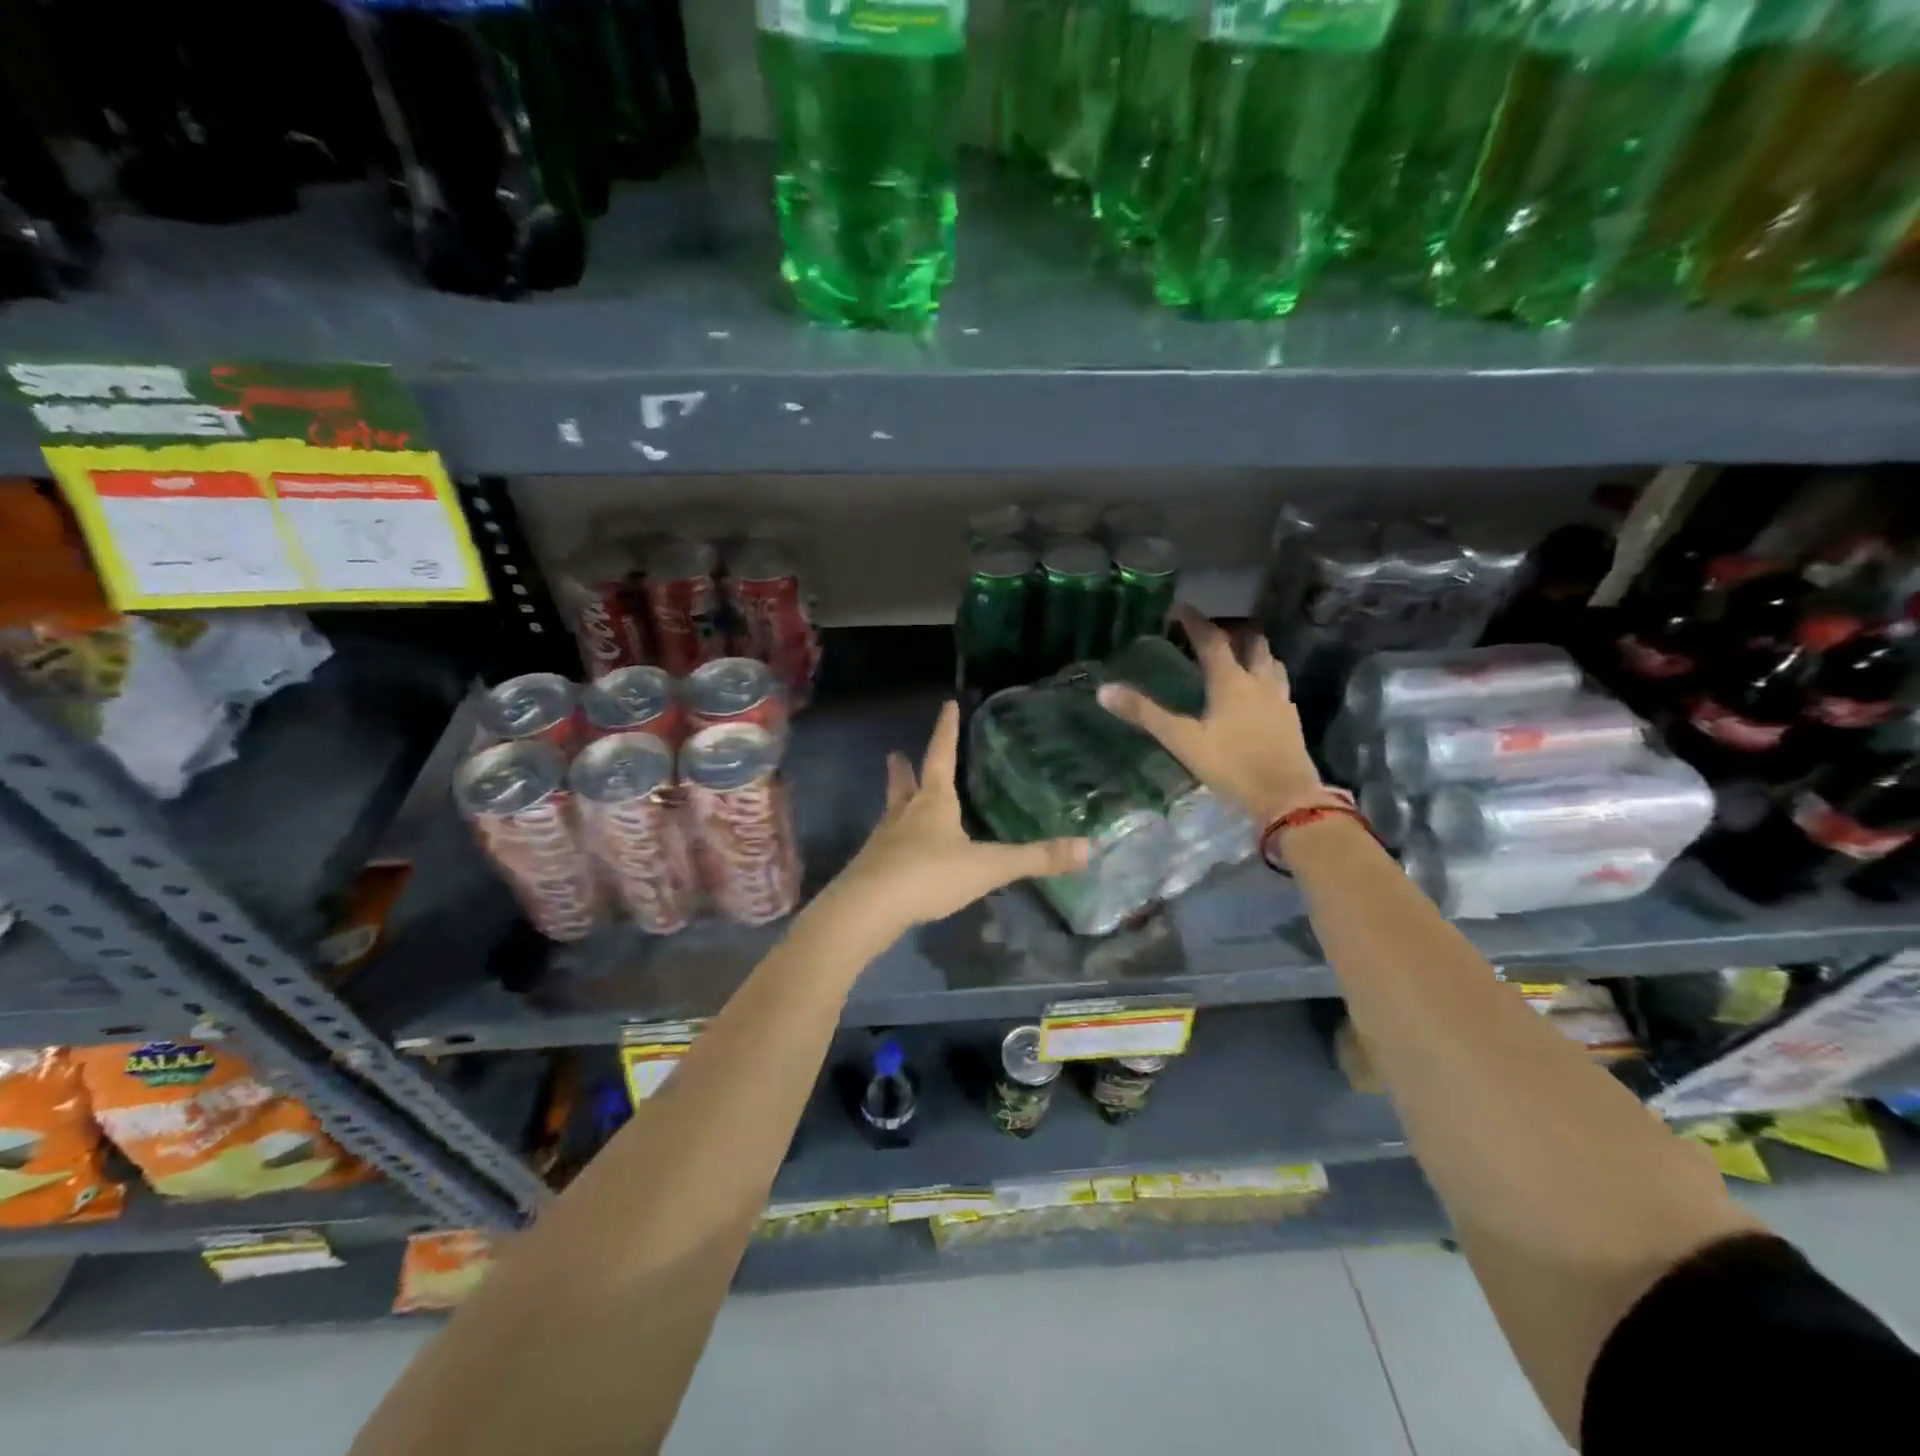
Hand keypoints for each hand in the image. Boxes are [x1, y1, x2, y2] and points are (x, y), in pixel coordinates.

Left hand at [826, 701, 1087, 934]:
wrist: (869, 908)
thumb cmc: (930, 875)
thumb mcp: (988, 866)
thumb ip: (1035, 859)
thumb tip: (1088, 849)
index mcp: (933, 803)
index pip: (941, 756)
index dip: (946, 730)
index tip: (946, 705)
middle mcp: (904, 814)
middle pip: (904, 782)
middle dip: (903, 768)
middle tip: (895, 752)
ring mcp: (883, 840)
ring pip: (890, 812)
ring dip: (895, 799)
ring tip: (895, 795)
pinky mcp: (872, 867)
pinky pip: (885, 846)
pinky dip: (892, 840)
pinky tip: (896, 852)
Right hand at [1097, 603, 1323, 822]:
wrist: (1286, 797)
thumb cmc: (1232, 766)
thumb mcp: (1182, 741)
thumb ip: (1145, 715)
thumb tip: (1104, 691)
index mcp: (1231, 681)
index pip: (1212, 640)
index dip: (1194, 621)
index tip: (1179, 608)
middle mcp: (1259, 681)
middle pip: (1251, 641)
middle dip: (1231, 631)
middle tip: (1210, 633)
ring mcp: (1280, 699)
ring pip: (1270, 661)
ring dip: (1252, 651)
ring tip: (1235, 657)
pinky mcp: (1291, 718)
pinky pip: (1278, 685)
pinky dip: (1264, 677)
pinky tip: (1255, 694)